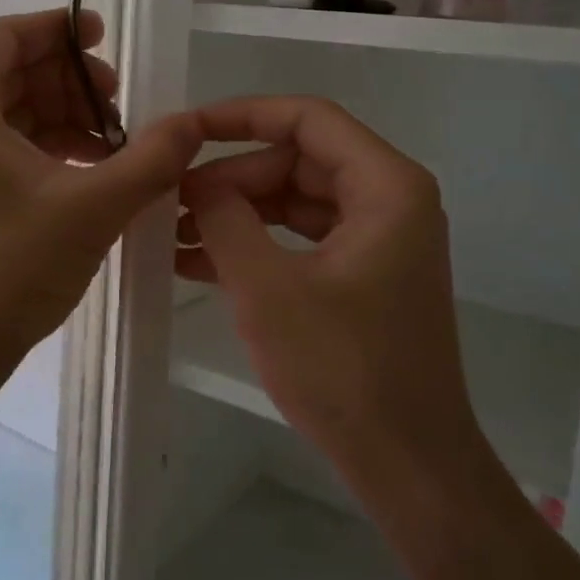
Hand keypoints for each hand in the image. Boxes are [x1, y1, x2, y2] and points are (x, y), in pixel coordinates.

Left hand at [0, 9, 202, 381]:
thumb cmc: (6, 268)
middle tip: (120, 102)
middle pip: (9, 73)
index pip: (4, 35)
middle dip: (69, 80)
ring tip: (112, 146)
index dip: (57, 28)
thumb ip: (149, 159)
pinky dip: (45, 150)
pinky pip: (1, 149)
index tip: (105, 37)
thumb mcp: (92, 207)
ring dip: (62, 118)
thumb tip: (192, 122)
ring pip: (7, 114)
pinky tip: (86, 176)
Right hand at [177, 96, 485, 484]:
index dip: (242, 116)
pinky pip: (303, 240)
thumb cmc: (344, 371)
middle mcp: (390, 199)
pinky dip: (258, 246)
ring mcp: (380, 239)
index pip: (308, 119)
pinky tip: (199, 264)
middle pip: (299, 160)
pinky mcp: (365, 274)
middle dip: (232, 177)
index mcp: (386, 186)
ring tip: (172, 234)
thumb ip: (226, 219)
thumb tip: (197, 182)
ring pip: (296, 201)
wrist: (409, 464)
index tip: (186, 130)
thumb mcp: (268, 289)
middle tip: (170, 199)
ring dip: (237, 214)